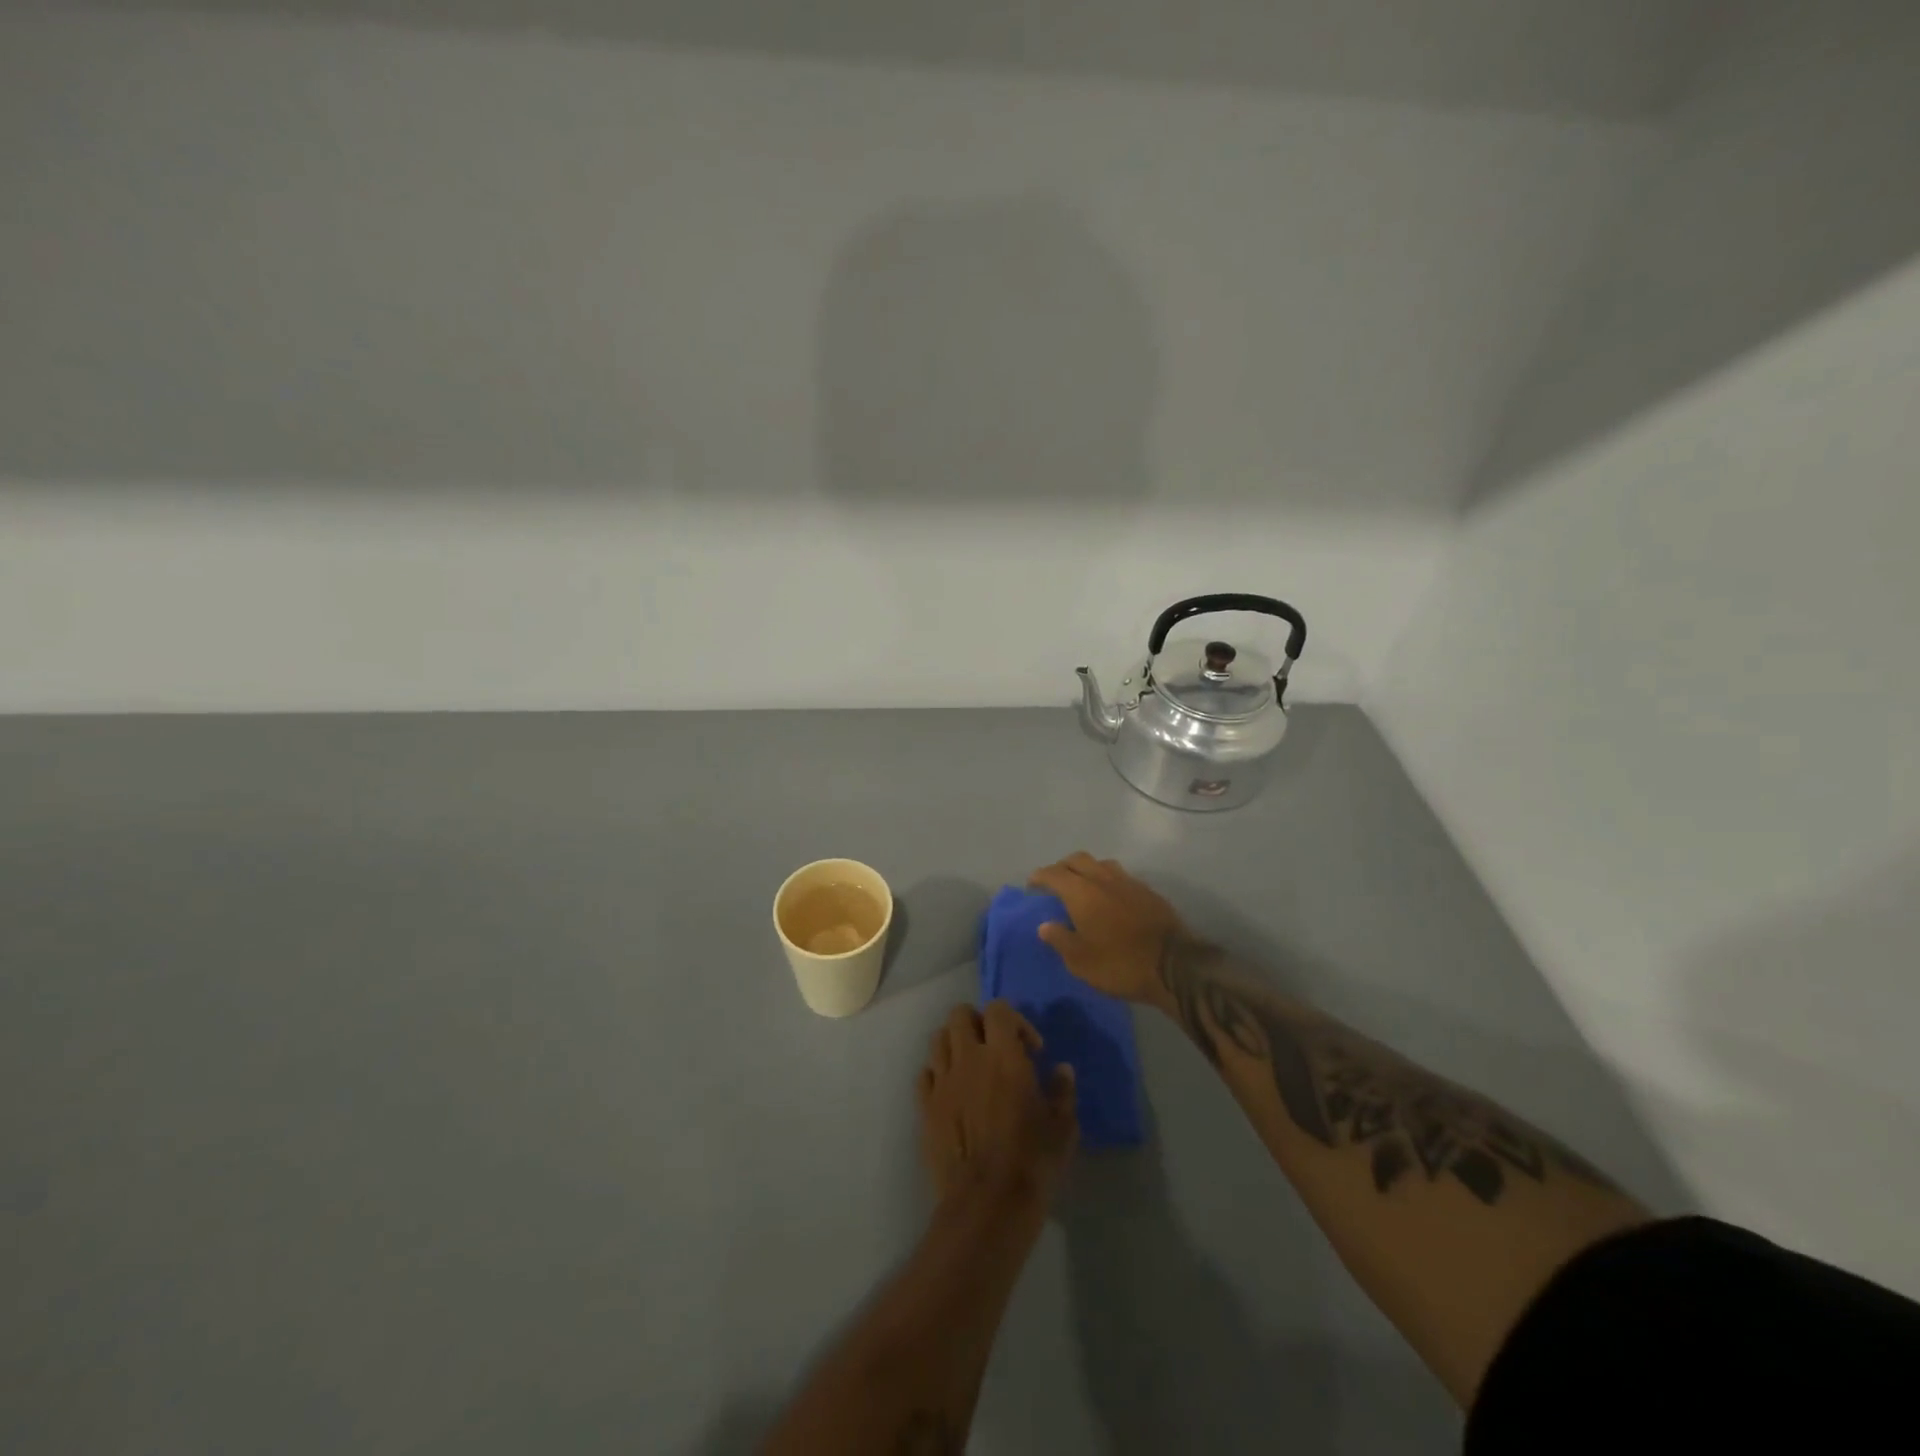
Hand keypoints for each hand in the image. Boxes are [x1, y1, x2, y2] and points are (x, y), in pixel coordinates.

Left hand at [918, 1002, 1077, 1210]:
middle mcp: (968, 1058)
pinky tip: (953, 1092)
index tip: (1031, 1049)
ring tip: (972, 1066)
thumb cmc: (1032, 1162)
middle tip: (996, 1048)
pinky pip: (925, 1073)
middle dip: (978, 1022)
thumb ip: (1062, 1091)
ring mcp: (942, 1081)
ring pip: (938, 1038)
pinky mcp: (925, 1107)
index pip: (998, 1009)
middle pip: (960, 1014)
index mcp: (1003, 1055)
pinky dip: (938, 1073)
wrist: (987, 1204)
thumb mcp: (1062, 1127)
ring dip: (955, 1043)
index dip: (1015, 1020)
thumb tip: (1062, 1069)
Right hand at [1028, 852, 1184, 1007]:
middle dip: (1062, 867)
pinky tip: (1110, 898)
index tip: (1032, 884)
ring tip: (1083, 887)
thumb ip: (1060, 939)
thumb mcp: (1081, 961)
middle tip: (1055, 883)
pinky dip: (1108, 881)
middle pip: (1078, 860)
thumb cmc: (1120, 964)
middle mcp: (1103, 879)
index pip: (1054, 873)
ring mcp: (1129, 882)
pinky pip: (1121, 877)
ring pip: (1101, 864)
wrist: (1175, 965)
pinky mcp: (1148, 892)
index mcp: (1082, 892)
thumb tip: (1045, 925)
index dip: (1040, 876)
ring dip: (1087, 870)